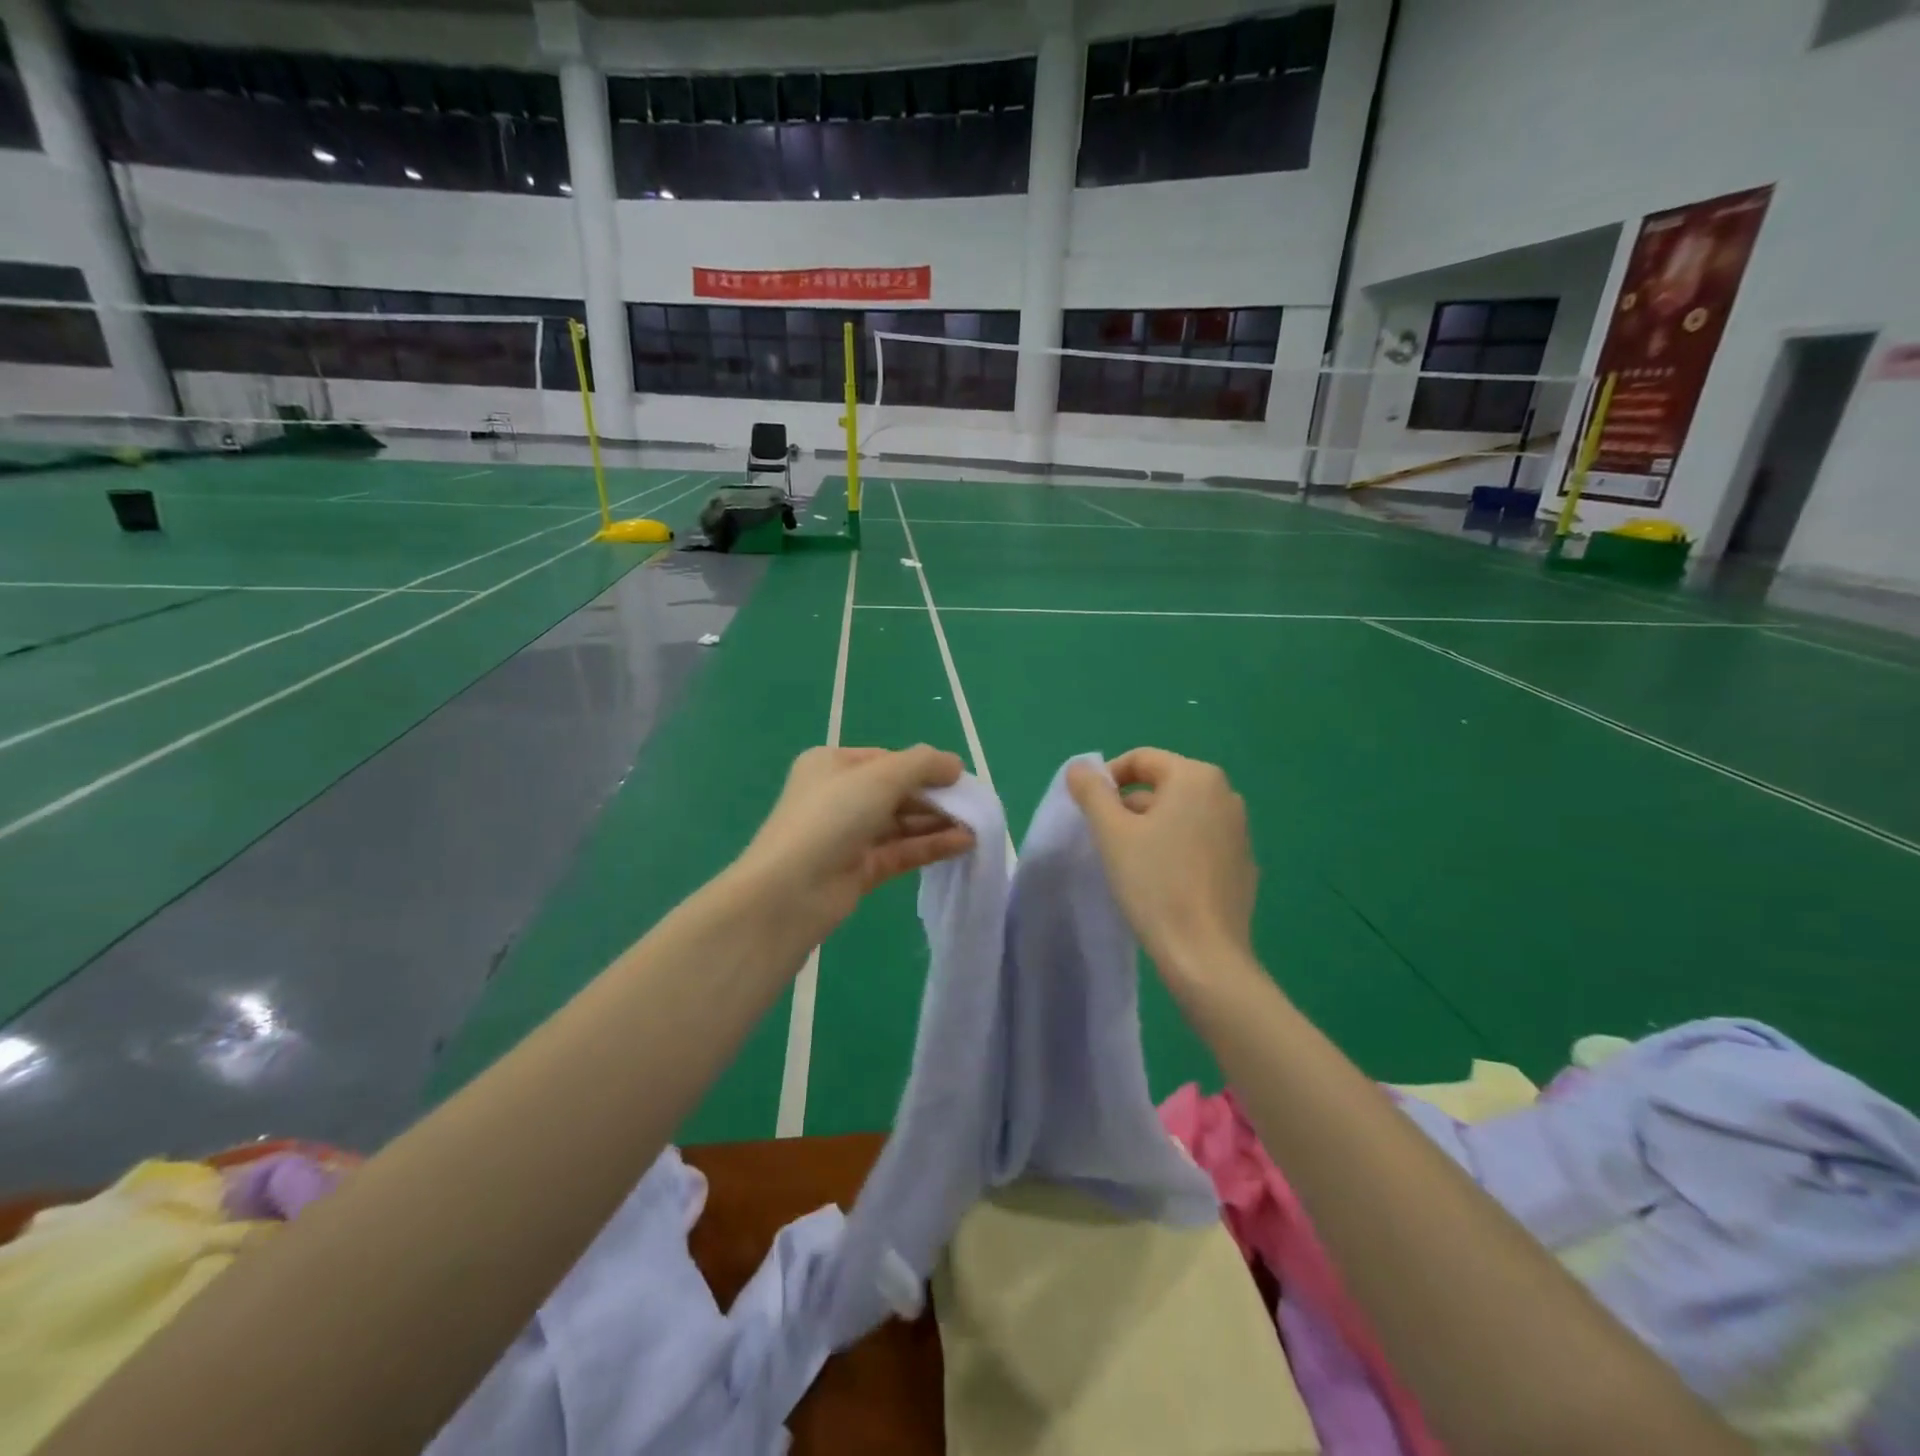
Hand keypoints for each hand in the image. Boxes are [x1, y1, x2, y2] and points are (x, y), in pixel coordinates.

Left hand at [734, 744, 973, 944]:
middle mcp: (838, 796)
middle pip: (896, 791)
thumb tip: (955, 765)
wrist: (790, 891)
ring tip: (977, 825)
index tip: (959, 777)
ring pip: (901, 823)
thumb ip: (923, 764)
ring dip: (937, 822)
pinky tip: (963, 843)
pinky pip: (901, 850)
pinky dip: (931, 846)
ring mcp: (848, 835)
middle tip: (973, 804)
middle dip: (935, 797)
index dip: (923, 766)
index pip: (887, 760)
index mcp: (832, 765)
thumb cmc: (832, 817)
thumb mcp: (880, 777)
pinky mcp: (860, 869)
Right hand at [1067, 748, 1258, 987]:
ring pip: (1181, 814)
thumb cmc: (1154, 883)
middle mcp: (1225, 794)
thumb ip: (1092, 792)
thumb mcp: (1111, 832)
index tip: (1089, 810)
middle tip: (1106, 839)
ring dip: (1151, 827)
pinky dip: (1176, 848)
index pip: (1142, 759)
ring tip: (1130, 862)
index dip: (1108, 778)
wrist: (1204, 954)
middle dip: (1129, 806)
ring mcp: (1240, 830)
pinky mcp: (1243, 864)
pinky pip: (1199, 841)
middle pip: (1163, 785)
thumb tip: (1080, 768)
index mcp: (1196, 777)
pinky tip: (1161, 881)